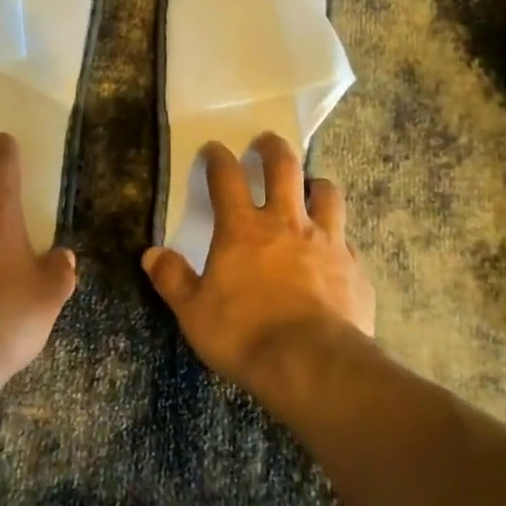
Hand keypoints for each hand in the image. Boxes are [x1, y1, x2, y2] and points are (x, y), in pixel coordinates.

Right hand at [143, 133, 375, 396]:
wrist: (312, 364)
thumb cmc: (244, 334)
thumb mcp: (194, 312)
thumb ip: (173, 279)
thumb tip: (151, 254)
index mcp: (243, 229)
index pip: (226, 178)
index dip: (218, 158)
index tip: (214, 149)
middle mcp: (287, 223)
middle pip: (284, 168)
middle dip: (273, 148)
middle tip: (266, 141)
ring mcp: (327, 241)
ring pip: (327, 193)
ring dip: (317, 184)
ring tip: (311, 186)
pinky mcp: (354, 267)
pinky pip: (347, 241)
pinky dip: (338, 239)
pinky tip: (335, 253)